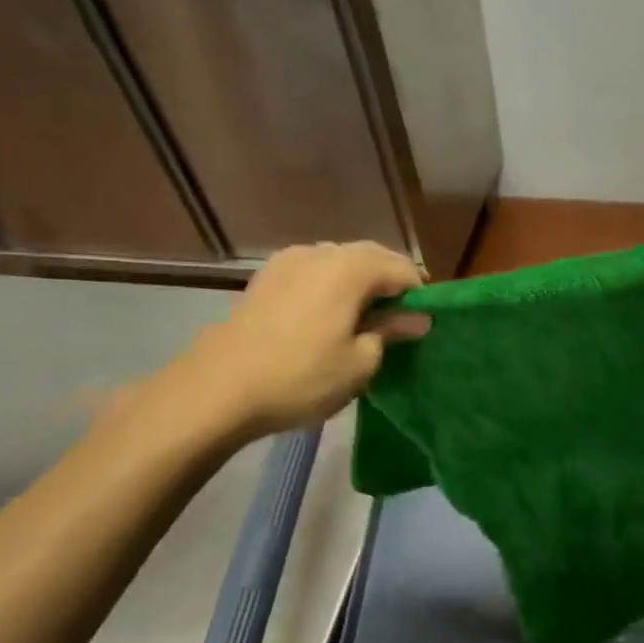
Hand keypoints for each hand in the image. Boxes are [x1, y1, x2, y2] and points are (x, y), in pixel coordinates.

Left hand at [157, 241, 429, 442]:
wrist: (218, 389)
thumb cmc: (300, 377)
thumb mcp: (359, 363)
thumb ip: (391, 332)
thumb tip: (417, 318)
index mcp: (350, 269)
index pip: (401, 269)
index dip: (420, 292)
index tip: (426, 320)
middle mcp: (321, 253)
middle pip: (371, 255)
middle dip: (392, 279)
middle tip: (403, 315)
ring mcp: (288, 261)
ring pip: (340, 259)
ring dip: (361, 278)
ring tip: (368, 312)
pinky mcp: (266, 277)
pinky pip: (313, 269)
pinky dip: (332, 282)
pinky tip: (330, 310)